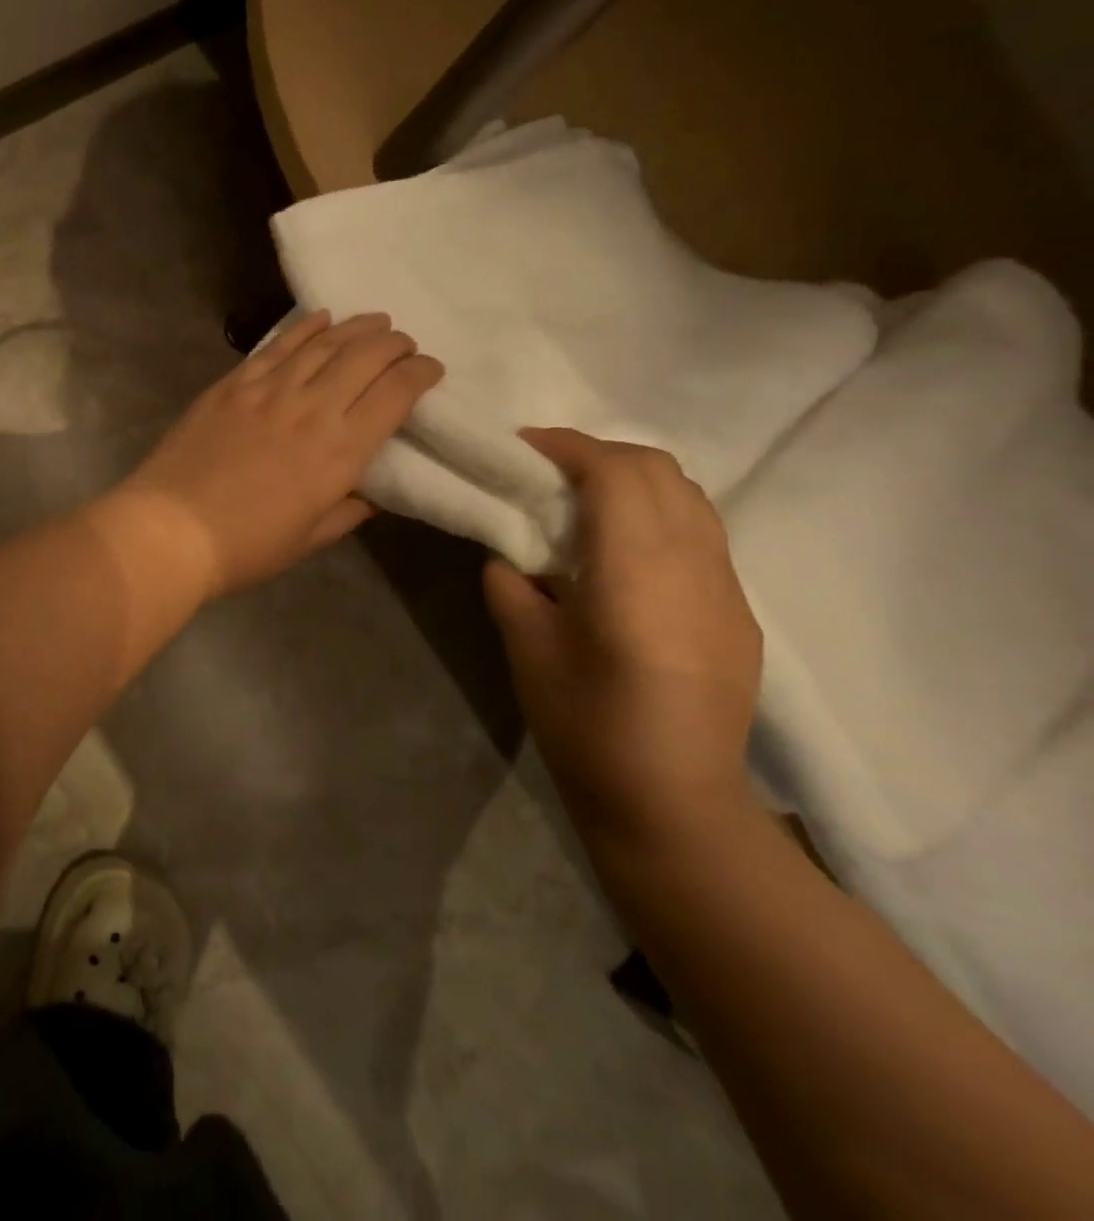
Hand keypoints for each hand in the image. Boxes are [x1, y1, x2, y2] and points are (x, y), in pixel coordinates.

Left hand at [113, 311, 442, 599]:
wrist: (169, 530)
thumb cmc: (245, 548)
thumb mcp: (307, 540)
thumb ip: (345, 512)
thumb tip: (368, 496)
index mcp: (340, 451)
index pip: (396, 394)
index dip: (420, 373)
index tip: (430, 369)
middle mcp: (311, 408)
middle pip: (365, 356)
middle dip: (394, 344)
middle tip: (402, 344)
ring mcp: (267, 390)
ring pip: (323, 343)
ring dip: (356, 327)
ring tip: (373, 321)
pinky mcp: (231, 385)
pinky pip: (275, 346)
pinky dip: (303, 328)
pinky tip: (320, 318)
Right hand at [482, 428, 762, 846]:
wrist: (672, 801)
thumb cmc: (585, 725)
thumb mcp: (526, 648)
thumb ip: (511, 585)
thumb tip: (510, 554)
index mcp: (636, 572)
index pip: (615, 474)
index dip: (568, 446)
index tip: (524, 446)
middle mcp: (694, 565)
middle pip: (660, 471)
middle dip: (600, 454)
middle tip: (547, 470)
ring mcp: (727, 588)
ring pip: (689, 497)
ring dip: (633, 480)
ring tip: (583, 501)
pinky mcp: (738, 612)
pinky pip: (701, 534)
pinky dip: (657, 514)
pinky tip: (622, 551)